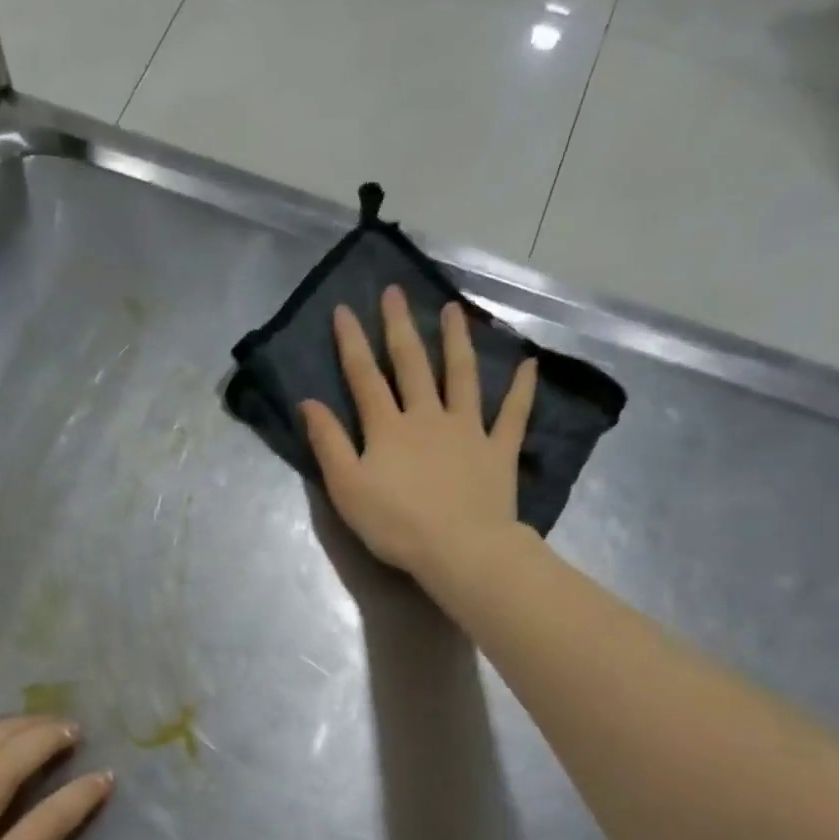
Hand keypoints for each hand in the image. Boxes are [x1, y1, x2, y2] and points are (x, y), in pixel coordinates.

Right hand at [302, 285, 537, 577]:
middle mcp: (427, 416)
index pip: (364, 377)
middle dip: (399, 327)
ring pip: (462, 376)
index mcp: (387, 428)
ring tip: (453, 310)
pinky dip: (521, 389)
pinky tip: (529, 364)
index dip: (352, 343)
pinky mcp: (498, 449)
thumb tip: (309, 403)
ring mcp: (467, 429)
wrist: (459, 548)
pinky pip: (513, 413)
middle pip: (412, 365)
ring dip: (456, 341)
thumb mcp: (347, 488)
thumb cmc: (395, 524)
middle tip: (395, 291)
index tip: (344, 309)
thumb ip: (328, 443)